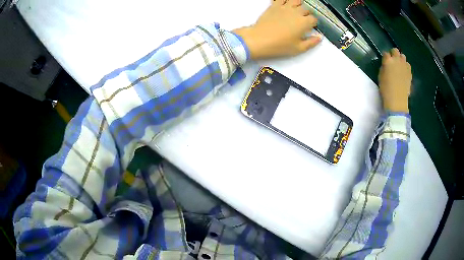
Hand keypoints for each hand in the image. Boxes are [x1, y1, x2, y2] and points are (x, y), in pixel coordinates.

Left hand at [233, 0, 321, 59]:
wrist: (259, 39)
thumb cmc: (279, 45)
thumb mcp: (298, 49)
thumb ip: (311, 42)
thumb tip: (319, 38)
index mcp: (304, 22)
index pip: (314, 19)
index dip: (313, 23)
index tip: (310, 27)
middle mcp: (296, 12)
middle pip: (306, 9)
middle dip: (306, 14)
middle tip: (303, 21)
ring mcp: (285, 7)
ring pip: (296, 0)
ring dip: (298, 4)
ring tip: (296, 10)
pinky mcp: (274, 5)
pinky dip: (285, 0)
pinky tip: (285, 4)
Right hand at [378, 48, 411, 112]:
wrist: (397, 100)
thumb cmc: (386, 89)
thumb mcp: (381, 76)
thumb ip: (384, 67)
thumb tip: (386, 65)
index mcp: (388, 60)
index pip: (385, 53)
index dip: (385, 57)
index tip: (385, 61)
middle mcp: (397, 60)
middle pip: (395, 50)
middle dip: (394, 54)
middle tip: (393, 61)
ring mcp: (404, 66)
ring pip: (403, 56)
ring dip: (400, 59)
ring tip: (399, 66)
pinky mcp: (409, 72)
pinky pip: (408, 65)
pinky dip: (406, 66)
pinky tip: (404, 72)